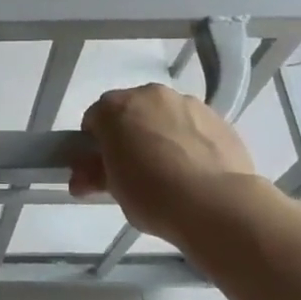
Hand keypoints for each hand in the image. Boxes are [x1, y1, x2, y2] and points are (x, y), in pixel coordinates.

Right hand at [70, 84, 259, 245]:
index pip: (94, 119)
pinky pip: (194, 126)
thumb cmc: (152, 194)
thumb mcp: (114, 189)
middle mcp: (150, 95)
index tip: (103, 166)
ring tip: (171, 170)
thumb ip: (94, 175)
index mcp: (116, 108)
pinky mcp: (219, 118)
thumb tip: (80, 179)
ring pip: (165, 115)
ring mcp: (188, 104)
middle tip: (134, 168)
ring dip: (161, 133)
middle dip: (129, 133)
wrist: (217, 204)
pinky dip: (190, 140)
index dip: (95, 143)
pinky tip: (196, 169)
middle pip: (131, 111)